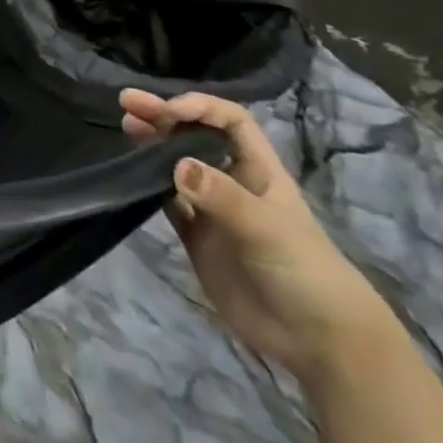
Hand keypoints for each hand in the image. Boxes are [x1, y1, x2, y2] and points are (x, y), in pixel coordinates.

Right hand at [121, 89, 400, 387]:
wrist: (317, 340)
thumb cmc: (305, 272)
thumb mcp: (268, 230)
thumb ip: (221, 197)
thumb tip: (175, 165)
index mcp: (259, 171)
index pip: (231, 122)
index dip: (200, 108)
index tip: (169, 111)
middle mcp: (233, 183)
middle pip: (196, 138)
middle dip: (164, 116)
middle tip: (128, 101)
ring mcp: (213, 211)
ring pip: (176, 166)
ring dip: (151, 145)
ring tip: (125, 125)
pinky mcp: (196, 238)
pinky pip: (168, 203)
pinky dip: (148, 185)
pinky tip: (129, 172)